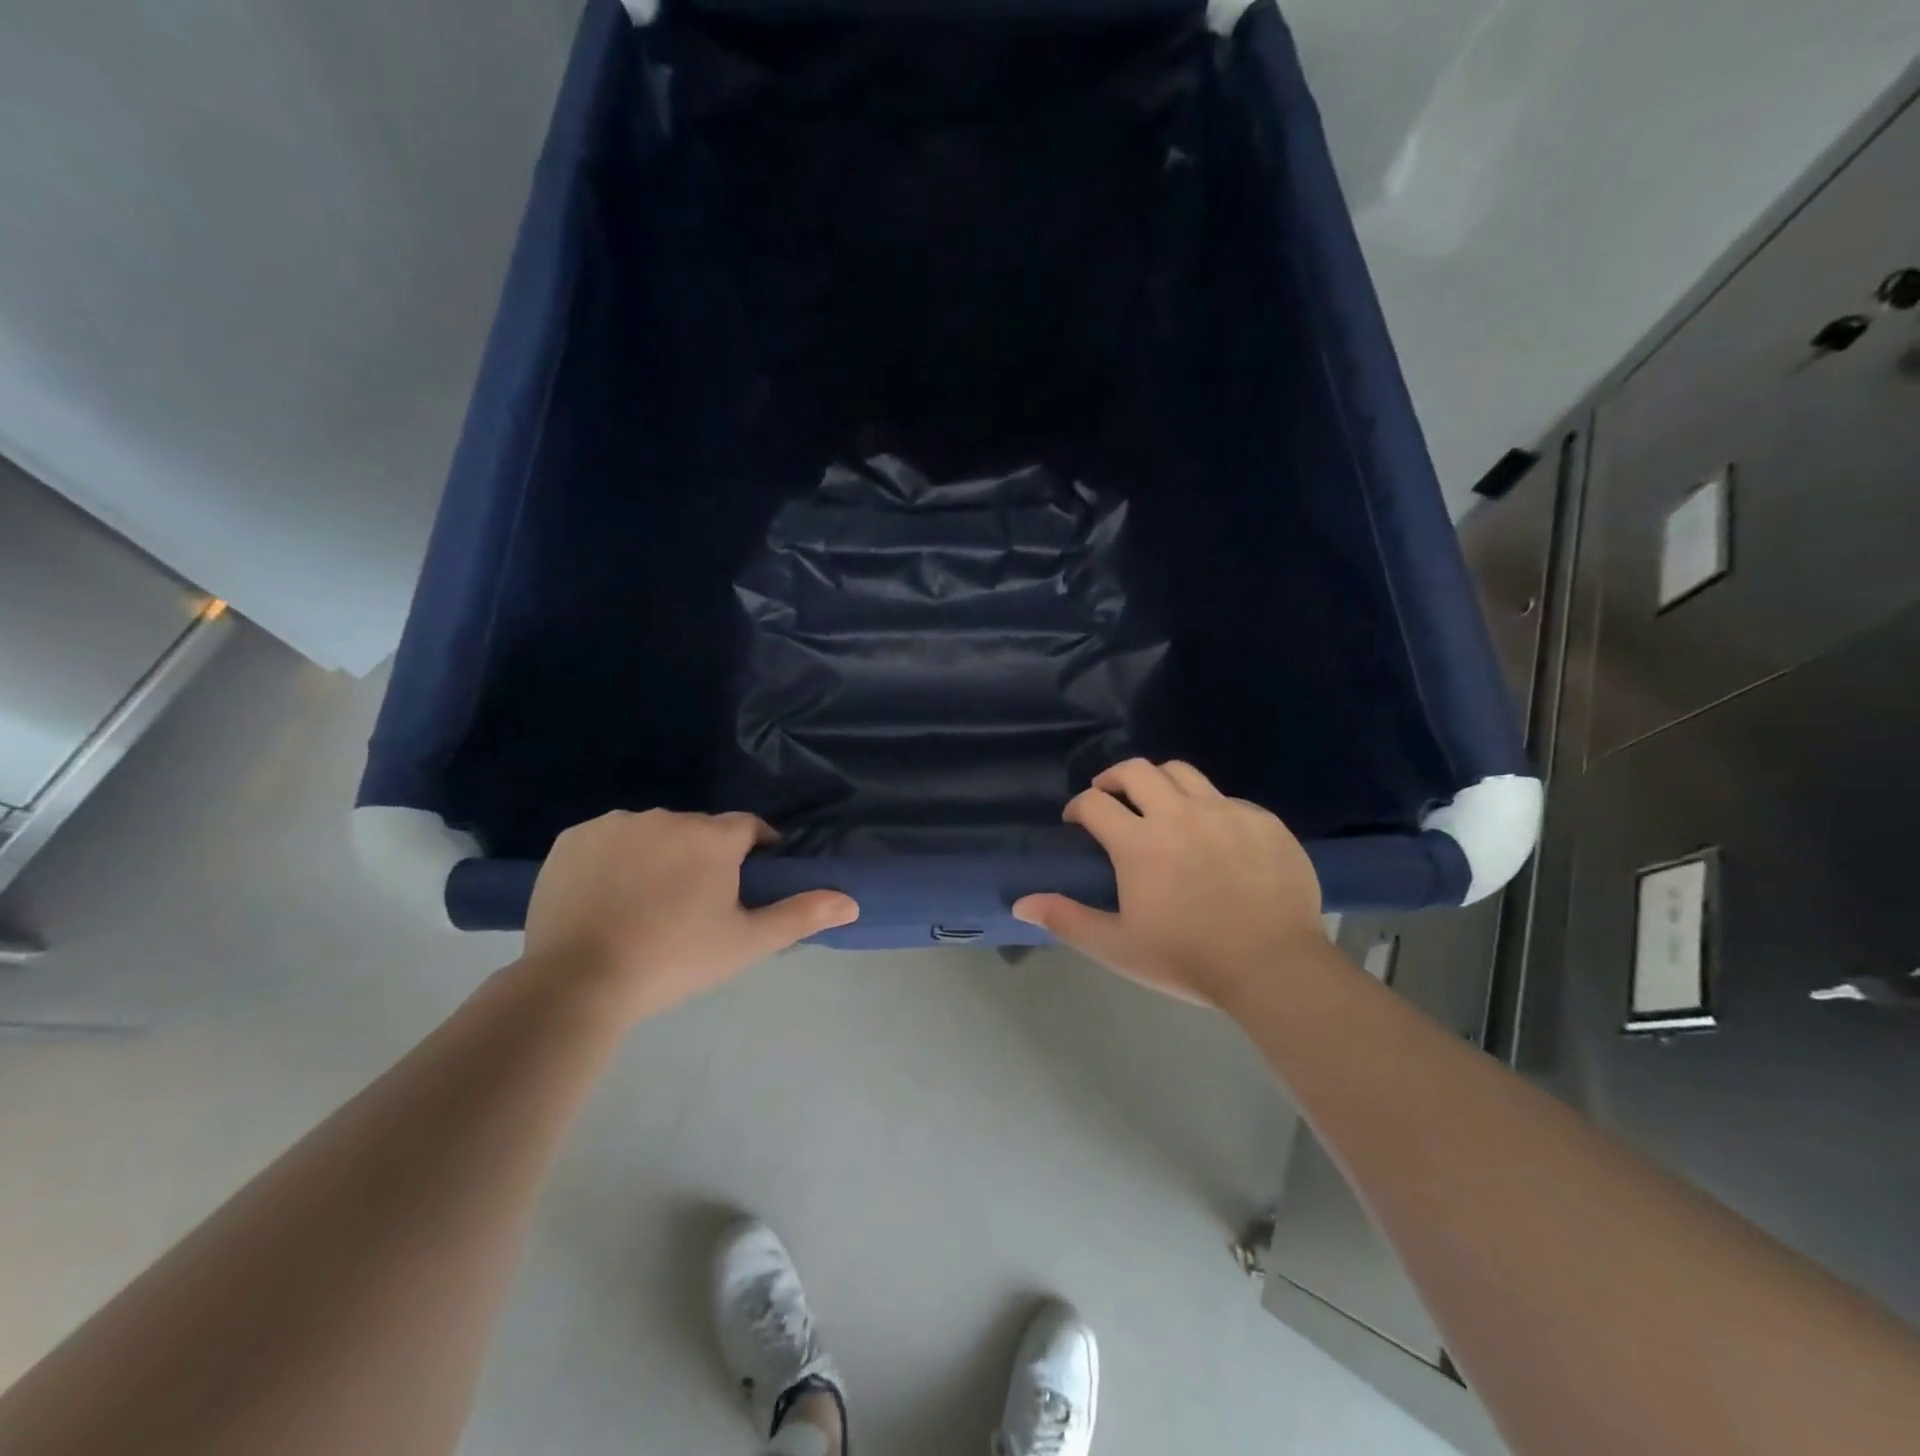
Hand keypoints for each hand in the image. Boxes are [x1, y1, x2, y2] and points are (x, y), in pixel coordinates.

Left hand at [522, 810, 857, 1022]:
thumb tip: (852, 902)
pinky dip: (614, 859)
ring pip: (652, 833)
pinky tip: (607, 896)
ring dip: (659, 855)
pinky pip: (608, 839)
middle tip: (694, 905)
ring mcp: (615, 824)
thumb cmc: (674, 960)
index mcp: (712, 837)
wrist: (577, 983)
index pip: (748, 828)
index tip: (749, 880)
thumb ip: (801, 915)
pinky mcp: (573, 838)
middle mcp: (666, 817)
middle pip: (699, 831)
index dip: (755, 850)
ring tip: (646, 904)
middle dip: (704, 857)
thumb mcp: (746, 944)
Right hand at [1013, 760, 1324, 1006]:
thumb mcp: (1118, 947)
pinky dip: (1208, 807)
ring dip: (1159, 781)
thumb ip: (1067, 920)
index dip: (1078, 806)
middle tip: (1109, 796)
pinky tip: (1212, 836)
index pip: (1095, 803)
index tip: (1076, 820)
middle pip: (1136, 770)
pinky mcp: (1262, 820)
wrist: (1274, 967)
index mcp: (1139, 842)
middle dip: (1113, 778)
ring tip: (1158, 803)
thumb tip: (1020, 904)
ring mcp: (1225, 812)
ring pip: (1182, 772)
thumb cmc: (1188, 959)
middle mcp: (1178, 814)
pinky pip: (1227, 798)